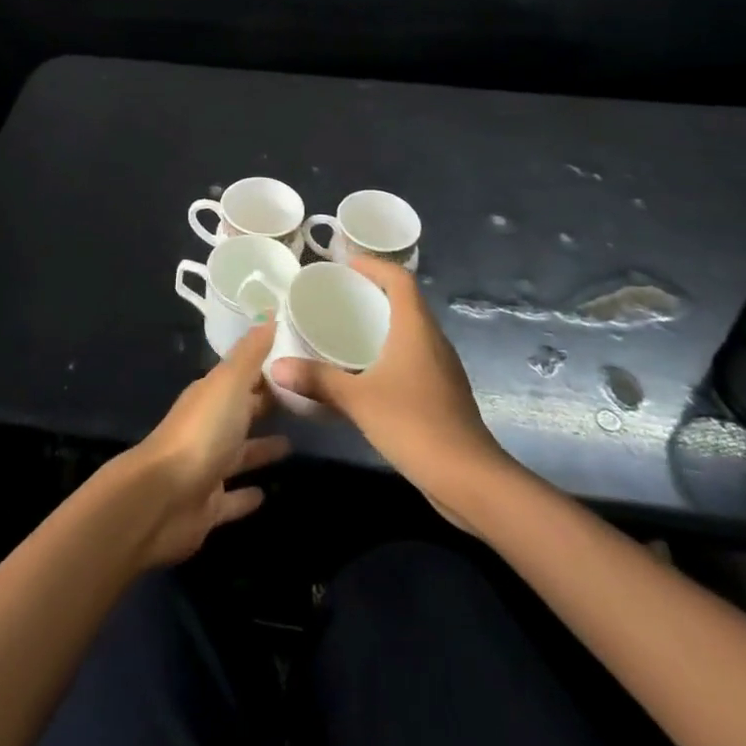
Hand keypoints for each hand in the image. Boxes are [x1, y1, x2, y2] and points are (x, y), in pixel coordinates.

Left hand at [123, 323, 289, 565]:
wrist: (164, 497)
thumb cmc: (202, 432)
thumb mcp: (229, 383)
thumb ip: (250, 352)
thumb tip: (268, 311)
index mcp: (211, 395)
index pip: (242, 376)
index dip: (266, 369)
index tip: (296, 362)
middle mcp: (208, 427)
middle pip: (240, 412)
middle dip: (265, 405)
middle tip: (302, 402)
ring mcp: (207, 467)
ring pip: (239, 453)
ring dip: (261, 448)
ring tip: (293, 444)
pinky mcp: (209, 505)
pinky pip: (232, 497)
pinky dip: (247, 496)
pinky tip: (267, 494)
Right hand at [270, 257, 513, 514]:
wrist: (470, 480)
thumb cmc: (414, 424)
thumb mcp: (358, 400)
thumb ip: (317, 380)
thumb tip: (275, 367)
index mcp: (416, 328)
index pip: (400, 279)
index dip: (374, 266)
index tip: (345, 265)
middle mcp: (432, 339)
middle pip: (406, 301)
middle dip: (374, 291)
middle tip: (339, 294)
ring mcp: (441, 367)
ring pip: (411, 330)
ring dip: (383, 321)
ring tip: (347, 326)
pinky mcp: (443, 392)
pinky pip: (414, 355)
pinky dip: (390, 349)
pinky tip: (367, 369)